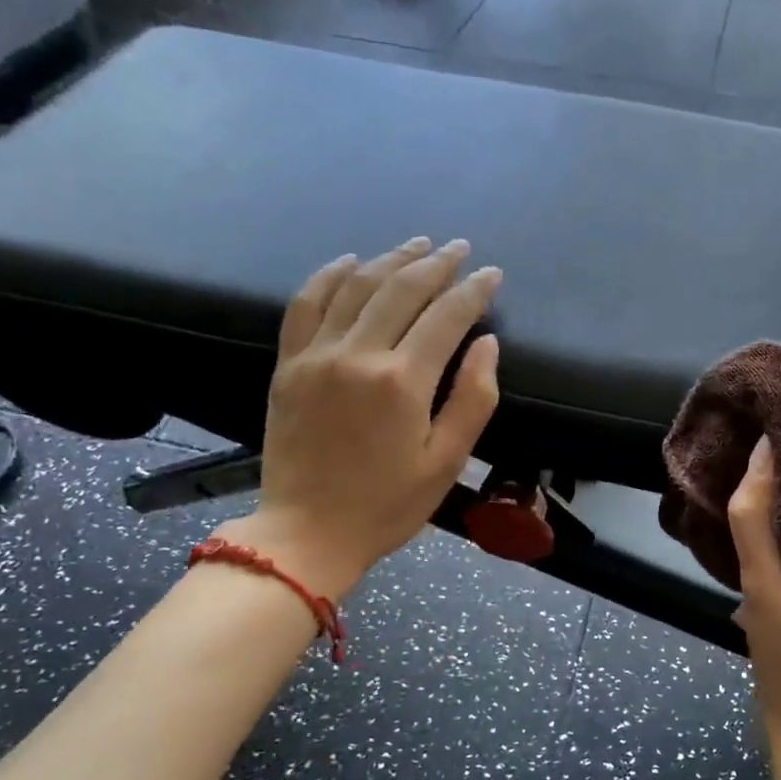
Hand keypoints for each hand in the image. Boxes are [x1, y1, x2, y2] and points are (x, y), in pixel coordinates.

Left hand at [222, 238, 501, 597]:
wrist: (306, 534)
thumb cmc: (387, 506)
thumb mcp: (447, 462)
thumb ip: (473, 399)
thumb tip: (488, 345)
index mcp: (403, 382)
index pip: (447, 316)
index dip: (474, 290)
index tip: (492, 274)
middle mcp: (358, 355)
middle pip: (402, 289)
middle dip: (436, 264)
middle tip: (459, 249)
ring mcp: (317, 356)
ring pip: (356, 286)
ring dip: (390, 260)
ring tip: (416, 245)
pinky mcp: (288, 366)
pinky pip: (305, 304)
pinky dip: (329, 276)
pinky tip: (350, 262)